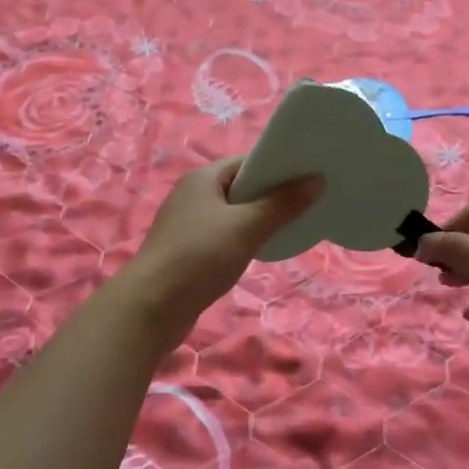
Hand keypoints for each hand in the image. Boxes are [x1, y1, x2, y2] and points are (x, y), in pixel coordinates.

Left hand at [126, 157, 321, 332]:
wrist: (151, 307)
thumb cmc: (199, 256)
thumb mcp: (246, 227)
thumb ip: (283, 204)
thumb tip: (317, 180)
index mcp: (203, 178)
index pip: (247, 161)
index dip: (278, 165)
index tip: (310, 174)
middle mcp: (193, 195)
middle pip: (241, 186)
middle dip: (273, 193)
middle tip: (310, 200)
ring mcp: (188, 224)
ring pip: (233, 213)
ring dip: (259, 218)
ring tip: (294, 225)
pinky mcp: (188, 250)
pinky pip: (224, 235)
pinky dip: (244, 238)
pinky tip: (263, 250)